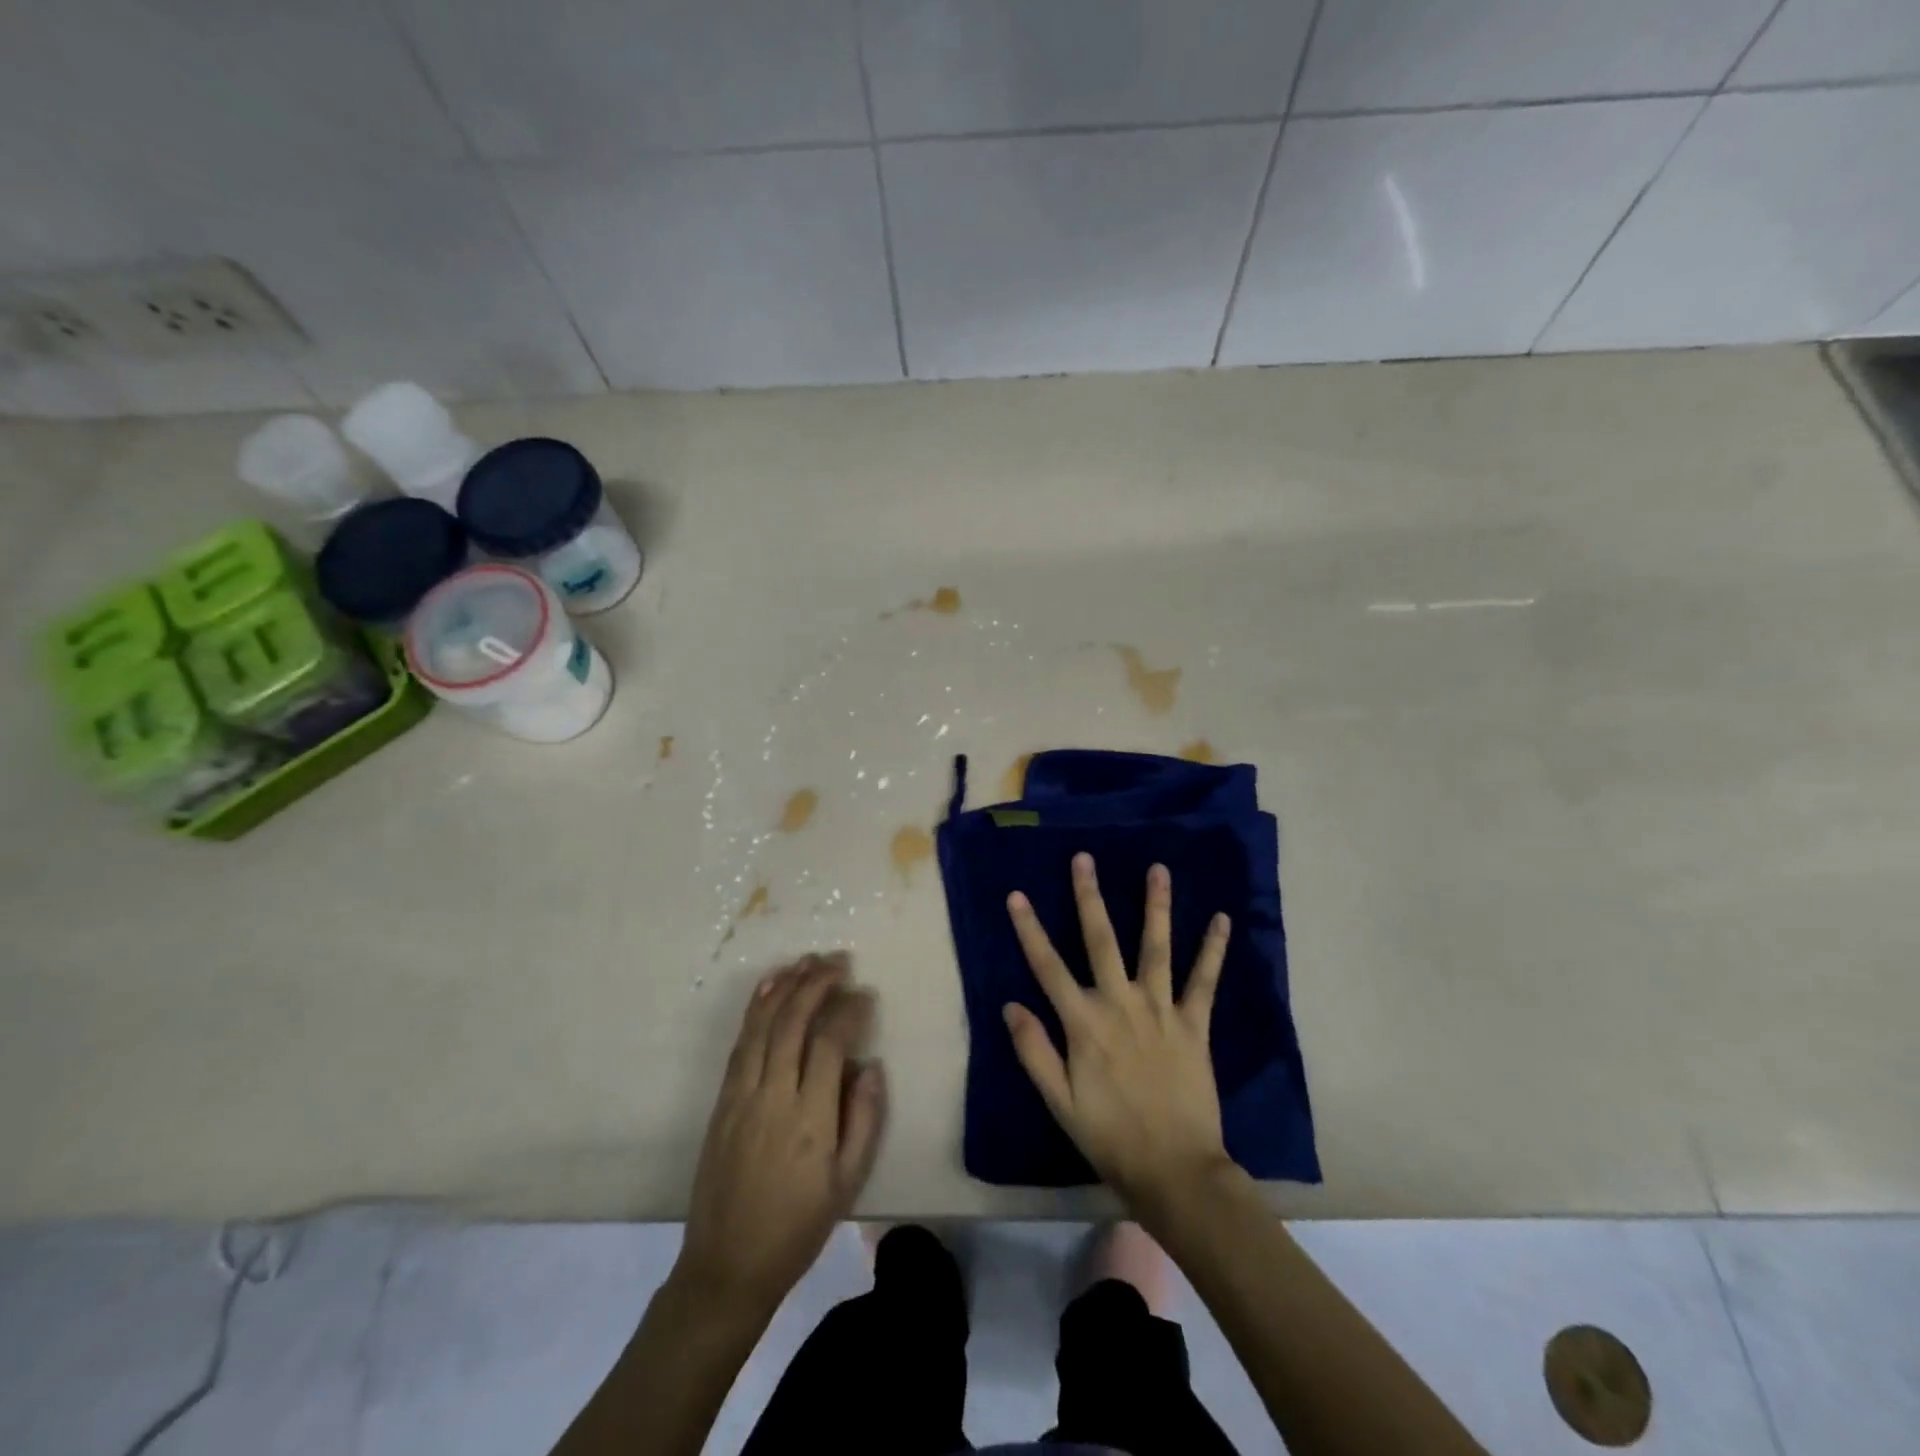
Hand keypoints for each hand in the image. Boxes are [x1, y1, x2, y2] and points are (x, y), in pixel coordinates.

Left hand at [675, 953, 885, 1317]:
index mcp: (810, 1119)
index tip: (864, 994)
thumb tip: (870, 1064)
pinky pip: (741, 1044)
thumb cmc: (797, 1227)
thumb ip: (864, 1119)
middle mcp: (773, 1096)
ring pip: (762, 1026)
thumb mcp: (847, 1183)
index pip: (829, 1043)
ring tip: (806, 961)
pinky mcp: (722, 1101)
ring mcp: (742, 1096)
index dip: (848, 1010)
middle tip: (837, 961)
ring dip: (784, 987)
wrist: (727, 1265)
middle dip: (816, 984)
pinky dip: (755, 1010)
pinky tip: (768, 989)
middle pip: (793, 1022)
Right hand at [1004, 854, 1232, 1212]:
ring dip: (1156, 906)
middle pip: (1100, 940)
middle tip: (1084, 858)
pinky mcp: (1194, 1024)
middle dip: (1089, 896)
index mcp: (1084, 1023)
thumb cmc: (1110, 1136)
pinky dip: (1213, 950)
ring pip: (1156, 947)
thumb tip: (1010, 1004)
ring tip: (1158, 868)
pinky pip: (1204, 980)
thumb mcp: (1059, 1101)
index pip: (1048, 966)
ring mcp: (1161, 1009)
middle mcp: (1120, 1004)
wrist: (1175, 1170)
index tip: (1017, 895)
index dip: (1030, 929)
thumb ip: (1034, 1050)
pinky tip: (1222, 919)